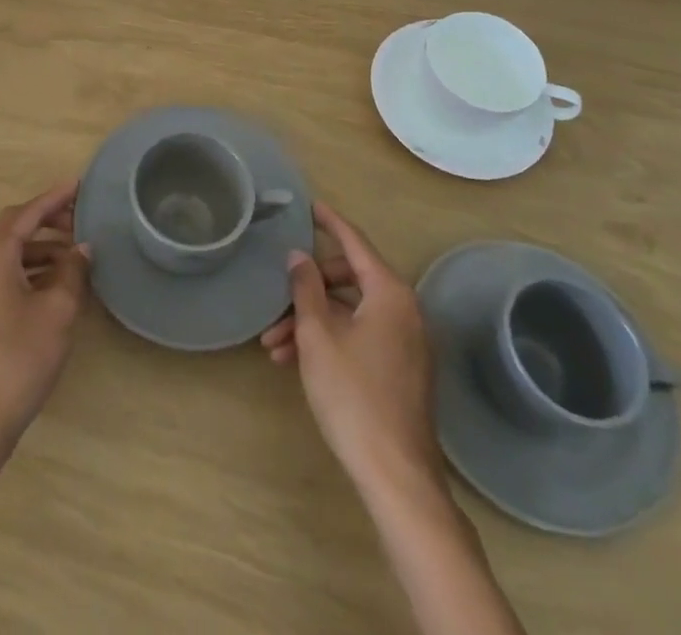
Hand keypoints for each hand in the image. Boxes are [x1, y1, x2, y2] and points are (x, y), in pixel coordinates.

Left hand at [0, 181, 91, 453]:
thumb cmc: (20, 357)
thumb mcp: (58, 310)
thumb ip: (73, 271)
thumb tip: (82, 249)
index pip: (26, 212)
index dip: (54, 197)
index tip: (79, 185)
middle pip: (14, 227)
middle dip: (47, 219)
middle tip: (80, 219)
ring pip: (10, 252)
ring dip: (41, 246)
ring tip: (75, 254)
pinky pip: (6, 272)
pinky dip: (31, 268)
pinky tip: (56, 282)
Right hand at [261, 203, 440, 490]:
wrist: (396, 475)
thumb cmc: (353, 395)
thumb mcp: (318, 335)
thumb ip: (305, 288)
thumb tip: (298, 256)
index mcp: (389, 293)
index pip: (354, 243)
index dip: (330, 222)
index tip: (310, 205)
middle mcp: (404, 310)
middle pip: (349, 279)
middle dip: (308, 290)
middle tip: (276, 300)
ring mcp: (406, 342)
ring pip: (350, 313)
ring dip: (312, 322)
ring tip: (274, 346)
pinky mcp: (401, 369)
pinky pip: (360, 336)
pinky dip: (330, 340)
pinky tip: (297, 362)